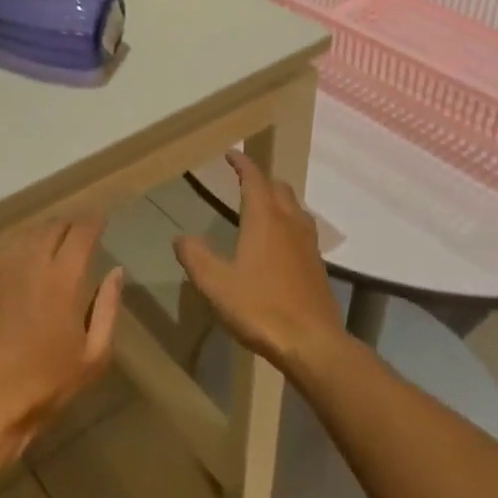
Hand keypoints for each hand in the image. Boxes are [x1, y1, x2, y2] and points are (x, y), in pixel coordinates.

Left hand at [0, 219, 123, 477]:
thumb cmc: (44, 387)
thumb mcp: (93, 357)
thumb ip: (107, 307)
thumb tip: (116, 271)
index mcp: (63, 279)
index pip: (82, 230)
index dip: (94, 221)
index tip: (100, 222)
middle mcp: (29, 262)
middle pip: (53, 227)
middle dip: (69, 228)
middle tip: (77, 240)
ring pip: (26, 237)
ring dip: (43, 239)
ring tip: (49, 255)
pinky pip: (2, 253)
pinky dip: (17, 255)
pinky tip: (19, 274)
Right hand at [174, 151, 342, 371]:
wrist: (313, 343)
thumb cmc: (260, 308)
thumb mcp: (216, 284)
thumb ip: (196, 257)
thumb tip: (180, 238)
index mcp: (264, 218)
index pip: (254, 179)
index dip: (242, 164)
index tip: (231, 154)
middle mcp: (289, 222)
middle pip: (278, 187)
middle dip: (261, 179)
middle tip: (243, 180)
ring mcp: (308, 243)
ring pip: (294, 206)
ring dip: (278, 199)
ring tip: (262, 206)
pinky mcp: (317, 264)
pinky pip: (302, 228)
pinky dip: (288, 221)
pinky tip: (280, 242)